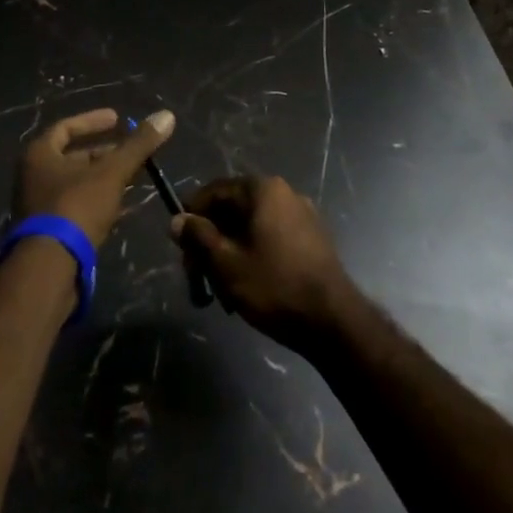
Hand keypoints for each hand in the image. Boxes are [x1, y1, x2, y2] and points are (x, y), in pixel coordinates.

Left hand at [14, 108, 174, 248]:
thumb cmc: (76, 207)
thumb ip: (138, 145)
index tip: (118, 119)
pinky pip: (76, 207)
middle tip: (131, 152)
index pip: (66, 127)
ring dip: (103, 179)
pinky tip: (122, 208)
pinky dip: (98, 202)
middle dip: (104, 154)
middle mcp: (32, 177)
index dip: (93, 121)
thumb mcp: (111, 173)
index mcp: (39, 155)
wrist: (48, 269)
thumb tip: (167, 115)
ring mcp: (38, 207)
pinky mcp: (47, 233)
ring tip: (133, 178)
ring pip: (76, 184)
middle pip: (72, 157)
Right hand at [169, 176, 361, 354]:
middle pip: (232, 210)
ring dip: (230, 255)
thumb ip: (198, 236)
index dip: (191, 217)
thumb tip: (177, 220)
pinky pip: (271, 239)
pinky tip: (248, 289)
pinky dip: (253, 257)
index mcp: (262, 190)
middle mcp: (283, 193)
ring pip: (250, 228)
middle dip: (211, 243)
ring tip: (223, 294)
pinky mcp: (312, 239)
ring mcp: (301, 215)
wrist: (334, 322)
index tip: (180, 248)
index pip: (213, 191)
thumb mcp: (226, 263)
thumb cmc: (275, 286)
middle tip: (199, 279)